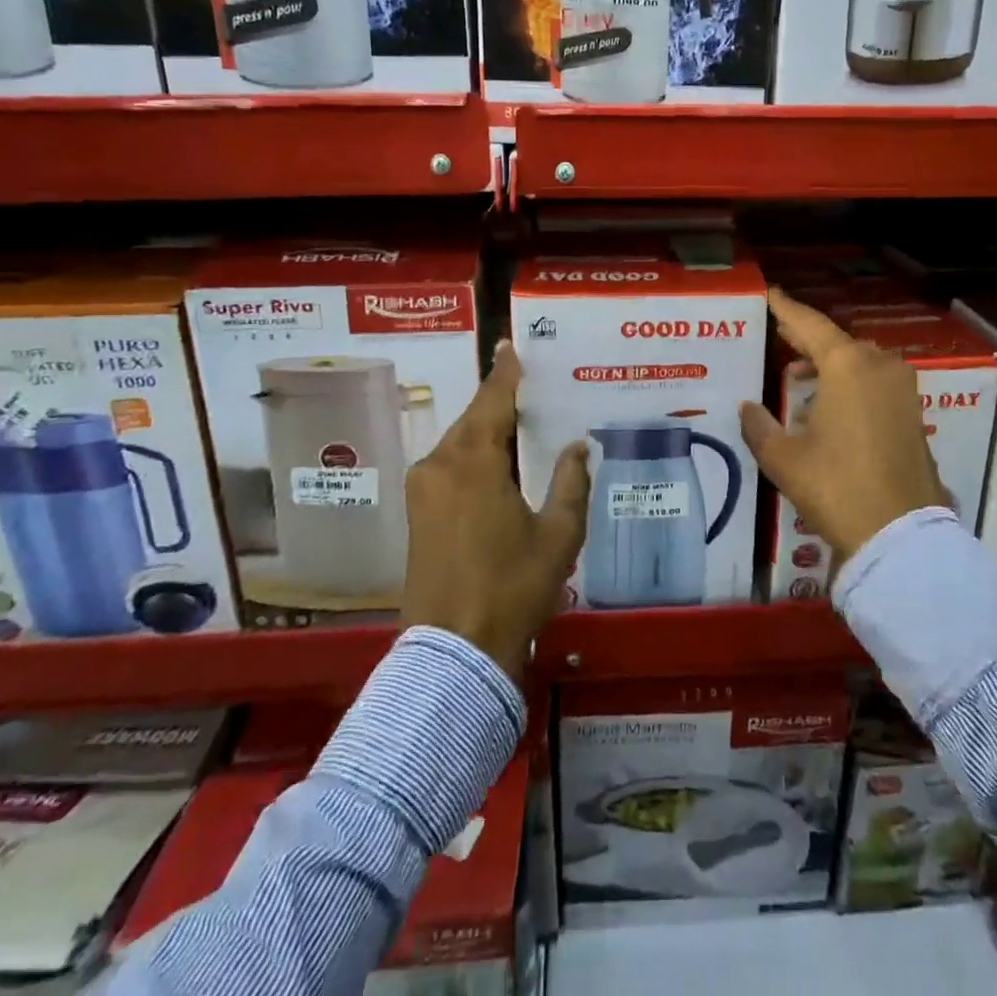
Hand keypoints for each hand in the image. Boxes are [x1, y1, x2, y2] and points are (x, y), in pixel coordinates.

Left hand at [400, 344, 588, 681]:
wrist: (453, 651)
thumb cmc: (512, 586)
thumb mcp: (558, 535)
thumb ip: (571, 483)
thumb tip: (579, 446)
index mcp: (474, 462)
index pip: (493, 401)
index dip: (505, 372)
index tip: (510, 346)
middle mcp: (440, 465)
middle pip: (473, 419)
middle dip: (497, 400)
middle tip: (525, 385)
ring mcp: (423, 490)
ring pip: (458, 442)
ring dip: (484, 429)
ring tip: (516, 420)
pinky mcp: (417, 513)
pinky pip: (448, 465)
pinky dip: (472, 452)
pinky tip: (494, 460)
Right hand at [740, 287, 946, 561]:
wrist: (900, 533)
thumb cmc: (835, 485)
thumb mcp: (783, 458)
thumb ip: (759, 426)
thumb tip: (747, 407)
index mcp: (847, 365)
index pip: (809, 324)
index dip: (786, 309)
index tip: (771, 294)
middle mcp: (879, 366)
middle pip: (836, 341)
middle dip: (807, 338)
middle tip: (780, 335)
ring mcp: (902, 389)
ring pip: (859, 362)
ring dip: (830, 364)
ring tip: (799, 376)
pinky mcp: (913, 413)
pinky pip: (875, 382)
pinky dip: (850, 382)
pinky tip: (829, 404)